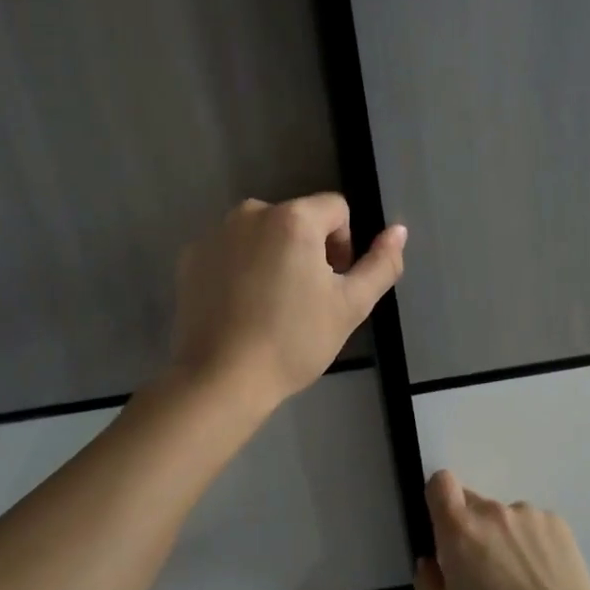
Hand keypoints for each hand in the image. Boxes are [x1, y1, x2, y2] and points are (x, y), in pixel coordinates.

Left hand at [170, 193, 405, 408]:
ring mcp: (215, 234)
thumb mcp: (352, 306)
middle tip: (305, 300)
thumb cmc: (294, 341)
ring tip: (272, 305)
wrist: (222, 380)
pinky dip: (241, 268)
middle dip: (309, 250)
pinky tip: (241, 307)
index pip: (336, 210)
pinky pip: (231, 250)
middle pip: (298, 219)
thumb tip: (398, 230)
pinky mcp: (191, 257)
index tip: (333, 285)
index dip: (344, 245)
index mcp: (293, 218)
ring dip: (275, 256)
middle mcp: (252, 212)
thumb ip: (381, 264)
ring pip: (263, 234)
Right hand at [413, 470, 589, 589]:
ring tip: (522, 582)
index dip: (439, 500)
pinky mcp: (557, 523)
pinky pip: (533, 526)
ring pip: (505, 518)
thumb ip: (429, 586)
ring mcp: (527, 514)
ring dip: (505, 539)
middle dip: (472, 530)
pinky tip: (545, 579)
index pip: (440, 483)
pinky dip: (533, 544)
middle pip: (473, 504)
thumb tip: (429, 562)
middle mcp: (492, 512)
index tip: (445, 530)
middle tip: (485, 572)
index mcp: (460, 531)